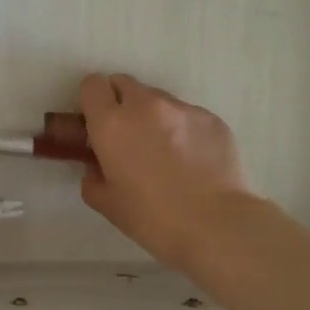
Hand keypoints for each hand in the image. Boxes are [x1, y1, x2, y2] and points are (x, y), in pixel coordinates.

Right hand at [77, 73, 256, 269]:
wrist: (218, 226)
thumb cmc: (154, 219)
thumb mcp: (108, 205)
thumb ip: (93, 179)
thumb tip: (98, 167)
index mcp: (112, 124)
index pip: (92, 85)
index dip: (92, 102)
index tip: (96, 123)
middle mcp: (145, 105)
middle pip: (124, 83)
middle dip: (120, 103)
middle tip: (128, 136)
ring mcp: (181, 108)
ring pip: (157, 98)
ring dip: (153, 116)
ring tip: (166, 151)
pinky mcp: (211, 117)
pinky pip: (187, 115)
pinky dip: (183, 129)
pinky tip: (193, 160)